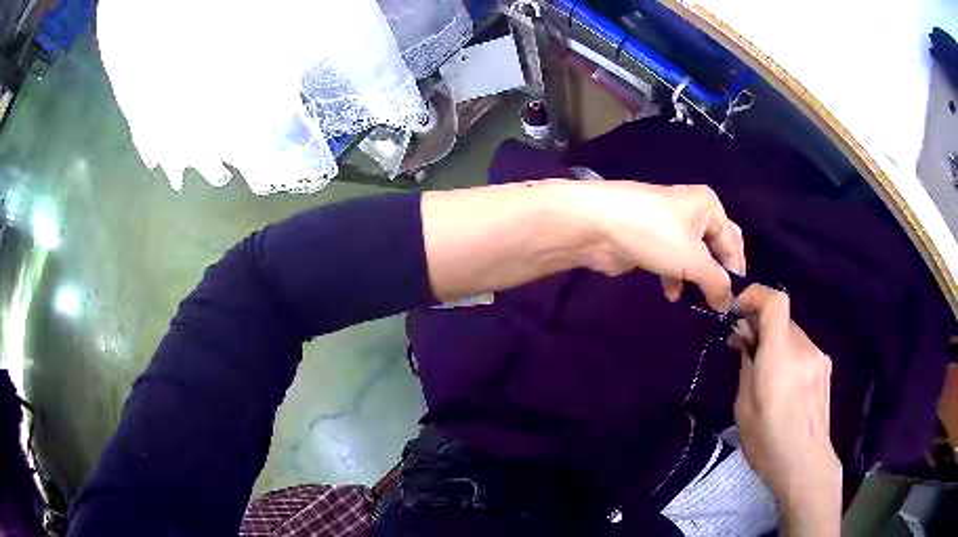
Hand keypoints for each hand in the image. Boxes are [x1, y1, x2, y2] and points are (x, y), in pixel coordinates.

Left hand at [575, 182, 745, 310]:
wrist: (598, 226)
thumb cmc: (656, 234)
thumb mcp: (693, 259)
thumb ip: (716, 282)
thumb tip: (729, 304)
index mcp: (708, 206)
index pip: (732, 241)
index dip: (736, 271)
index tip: (736, 301)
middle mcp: (692, 212)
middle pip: (714, 248)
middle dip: (716, 275)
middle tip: (719, 303)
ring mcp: (669, 226)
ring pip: (692, 258)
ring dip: (695, 280)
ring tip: (698, 303)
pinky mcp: (651, 241)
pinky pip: (672, 261)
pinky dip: (675, 278)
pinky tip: (673, 295)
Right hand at [731, 285, 840, 536]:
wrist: (805, 464)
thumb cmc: (768, 441)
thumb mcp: (744, 407)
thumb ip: (747, 365)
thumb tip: (745, 338)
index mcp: (781, 358)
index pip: (775, 302)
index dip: (755, 295)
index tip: (738, 311)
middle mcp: (804, 349)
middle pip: (782, 317)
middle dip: (760, 325)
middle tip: (743, 347)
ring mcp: (818, 357)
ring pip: (792, 332)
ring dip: (774, 340)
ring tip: (763, 370)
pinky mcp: (825, 367)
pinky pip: (802, 347)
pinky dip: (788, 352)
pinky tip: (783, 382)